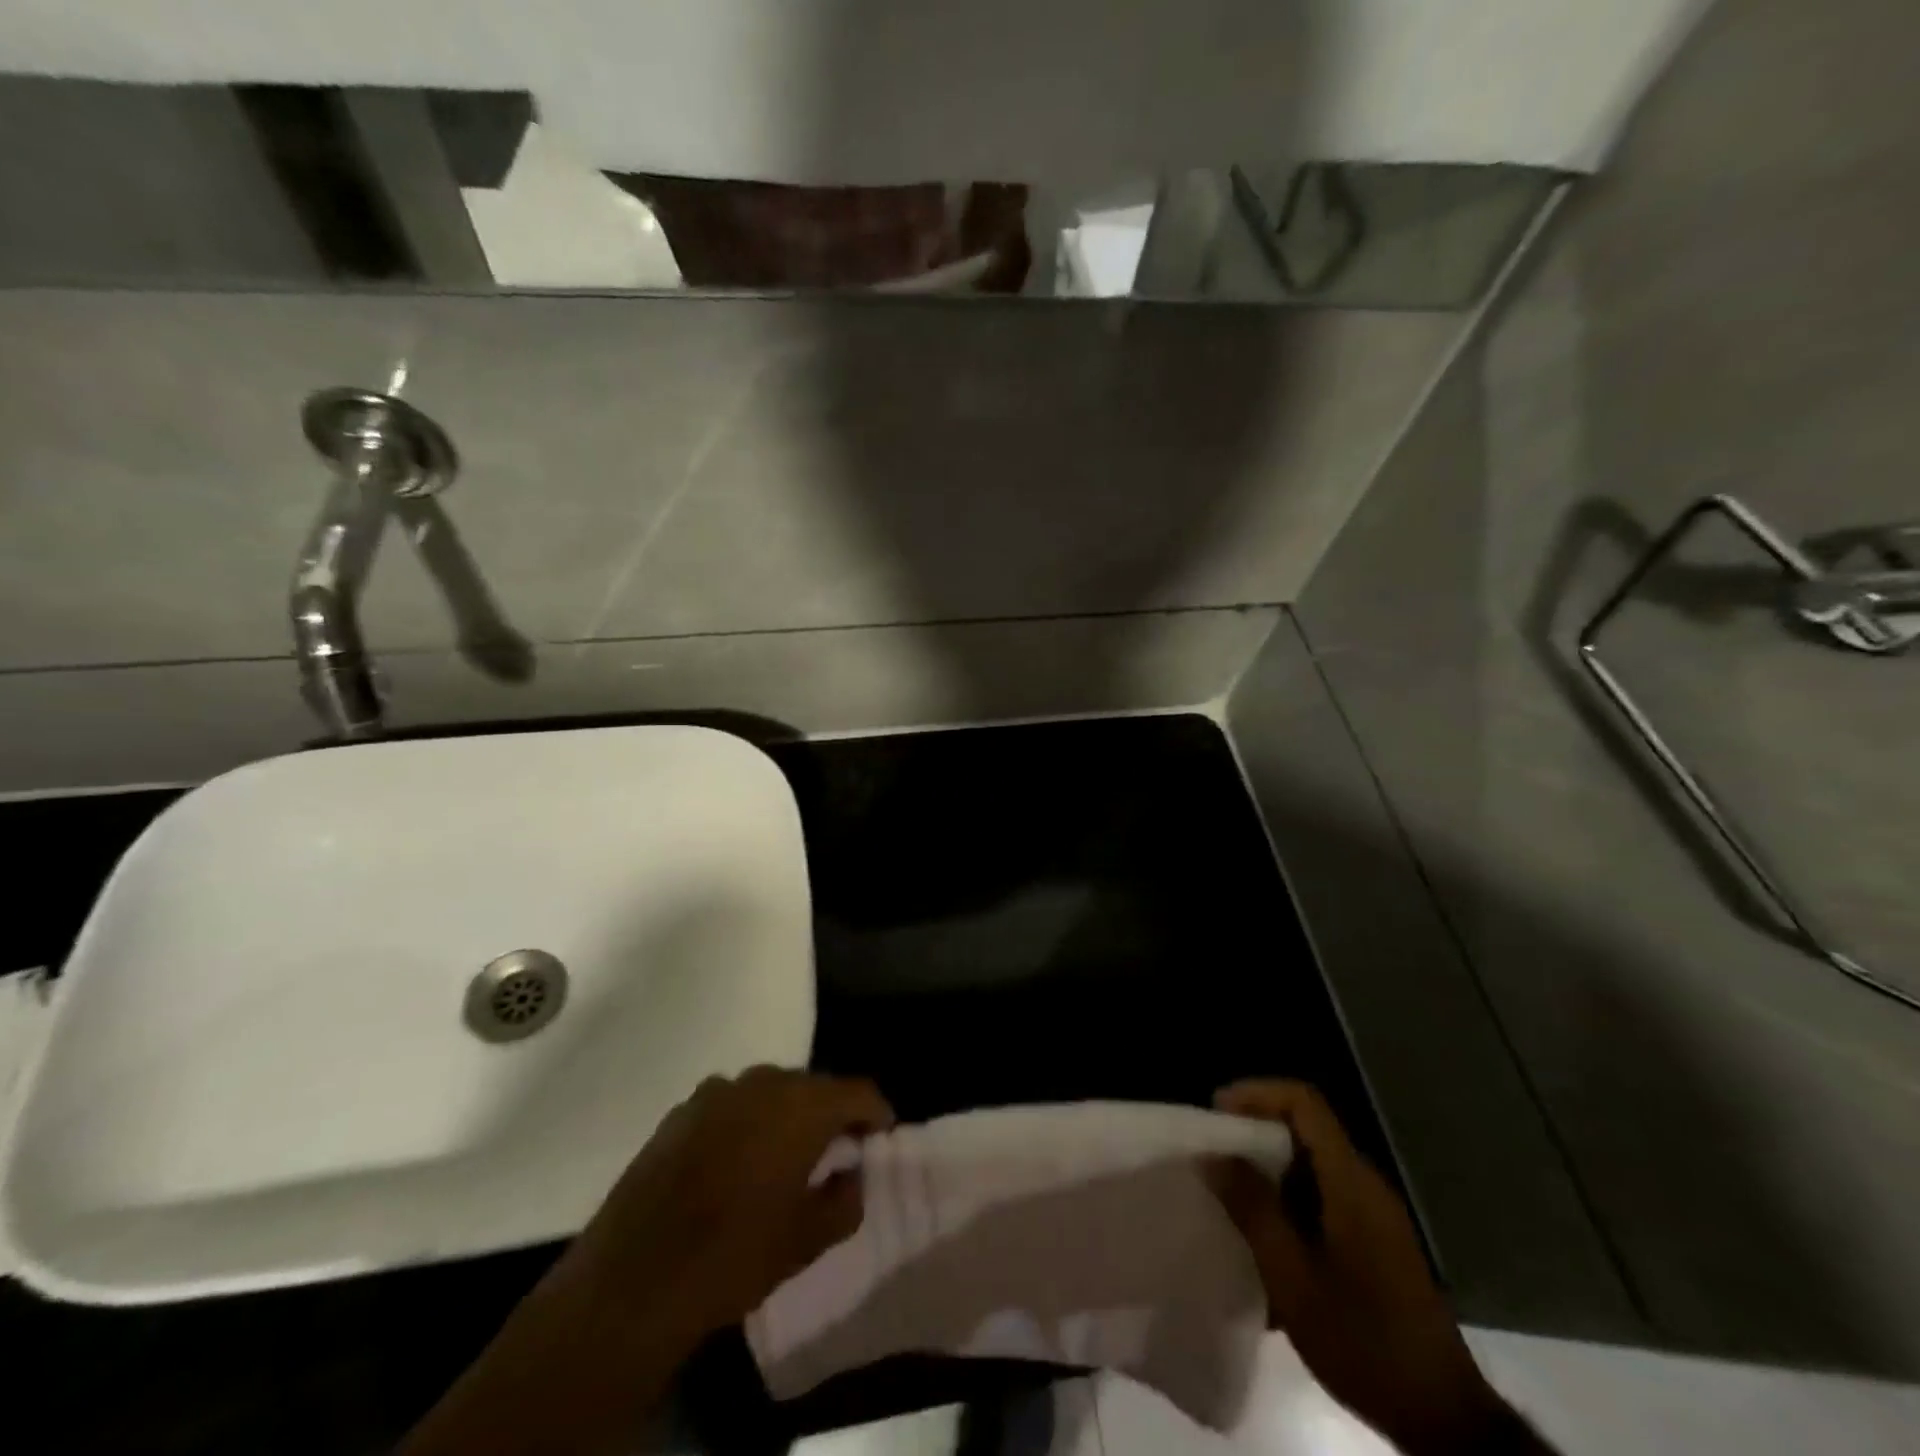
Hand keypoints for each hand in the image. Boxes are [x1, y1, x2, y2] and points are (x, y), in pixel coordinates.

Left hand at [562, 1066, 894, 1341]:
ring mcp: (716, 1091)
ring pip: (769, 1091)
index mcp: (802, 1106)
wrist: (632, 1279)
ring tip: (782, 1155)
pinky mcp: (680, 1111)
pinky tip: (733, 1161)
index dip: (875, 1112)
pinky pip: (730, 1105)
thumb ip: (845, 1200)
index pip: (857, 1091)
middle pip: (812, 1086)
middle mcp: (762, 1082)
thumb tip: (850, 1174)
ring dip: (784, 1115)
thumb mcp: (806, 1241)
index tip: (881, 1135)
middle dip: (829, 1112)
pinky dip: (744, 1122)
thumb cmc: (734, 1256)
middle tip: (834, 1149)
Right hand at [1206, 1081, 1512, 1455]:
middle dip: (1254, 1131)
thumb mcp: (1293, 1277)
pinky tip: (1264, 1238)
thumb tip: (1213, 1158)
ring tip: (1228, 1193)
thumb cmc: (1364, 1341)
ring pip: (1311, 1164)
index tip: (1216, 1112)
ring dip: (1268, 1169)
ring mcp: (1374, 1214)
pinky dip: (1287, 1199)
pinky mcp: (1374, 1241)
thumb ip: (1253, 1209)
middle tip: (1213, 1153)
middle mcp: (1365, 1184)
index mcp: (1350, 1181)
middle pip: (1305, 1127)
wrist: (1443, 1420)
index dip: (1257, 1093)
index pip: (1304, 1102)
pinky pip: (1322, 1195)